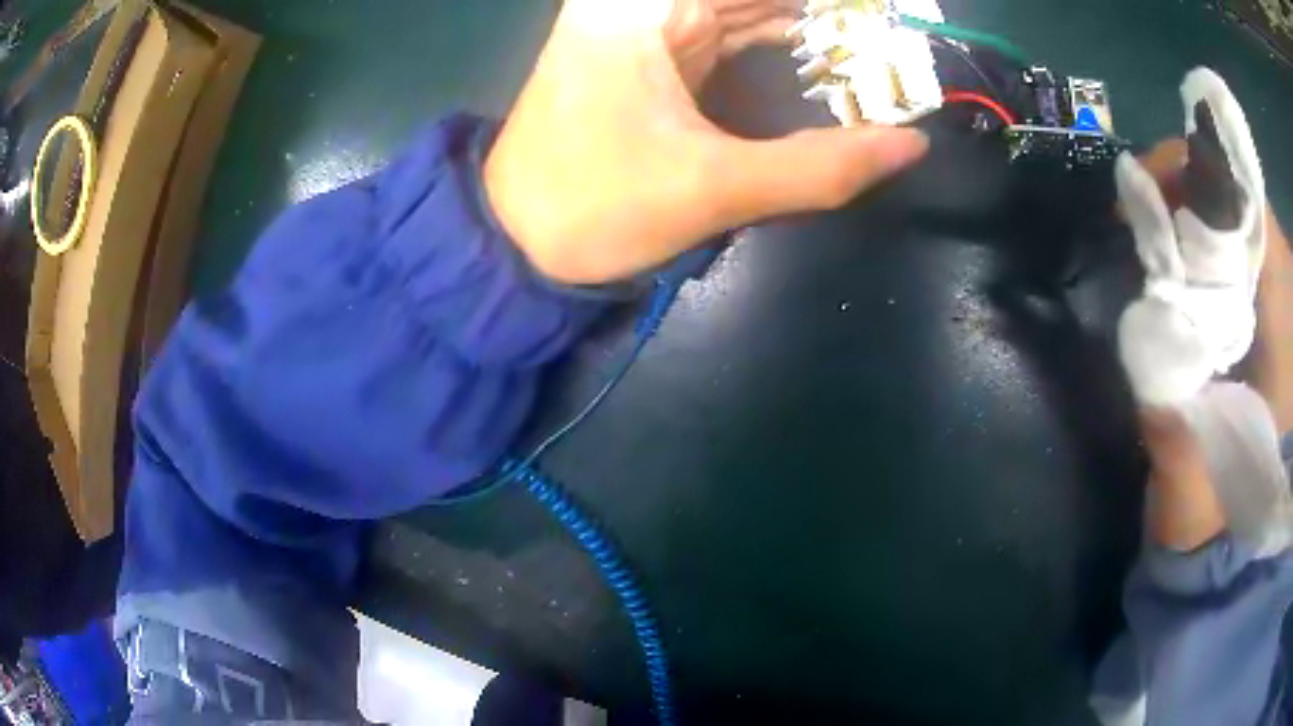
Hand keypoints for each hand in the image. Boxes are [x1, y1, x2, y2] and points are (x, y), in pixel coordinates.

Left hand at [484, 0, 929, 283]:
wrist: (513, 242)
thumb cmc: (594, 209)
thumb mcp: (714, 188)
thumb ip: (821, 167)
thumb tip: (910, 144)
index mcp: (643, 6)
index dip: (830, 5)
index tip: (882, 20)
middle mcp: (637, 2)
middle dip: (823, 17)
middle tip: (887, 40)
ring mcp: (639, 24)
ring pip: (741, 9)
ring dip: (803, 27)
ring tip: (869, 52)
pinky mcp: (644, 54)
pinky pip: (722, 31)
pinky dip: (771, 43)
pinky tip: (818, 59)